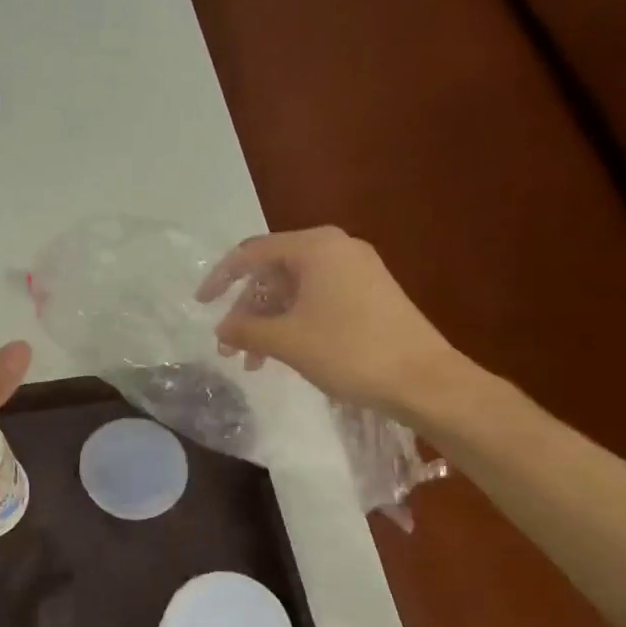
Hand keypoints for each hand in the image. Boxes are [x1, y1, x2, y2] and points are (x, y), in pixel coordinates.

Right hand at [197, 226, 462, 418]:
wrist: (424, 379)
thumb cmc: (349, 351)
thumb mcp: (287, 340)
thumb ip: (246, 329)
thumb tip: (222, 328)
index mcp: (316, 247)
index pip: (252, 253)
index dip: (221, 278)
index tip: (201, 304)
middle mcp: (337, 249)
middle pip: (274, 272)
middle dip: (247, 310)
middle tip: (230, 347)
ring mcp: (357, 270)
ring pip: (295, 289)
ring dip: (269, 322)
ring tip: (254, 362)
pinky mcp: (370, 294)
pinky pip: (318, 299)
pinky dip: (294, 322)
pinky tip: (284, 354)